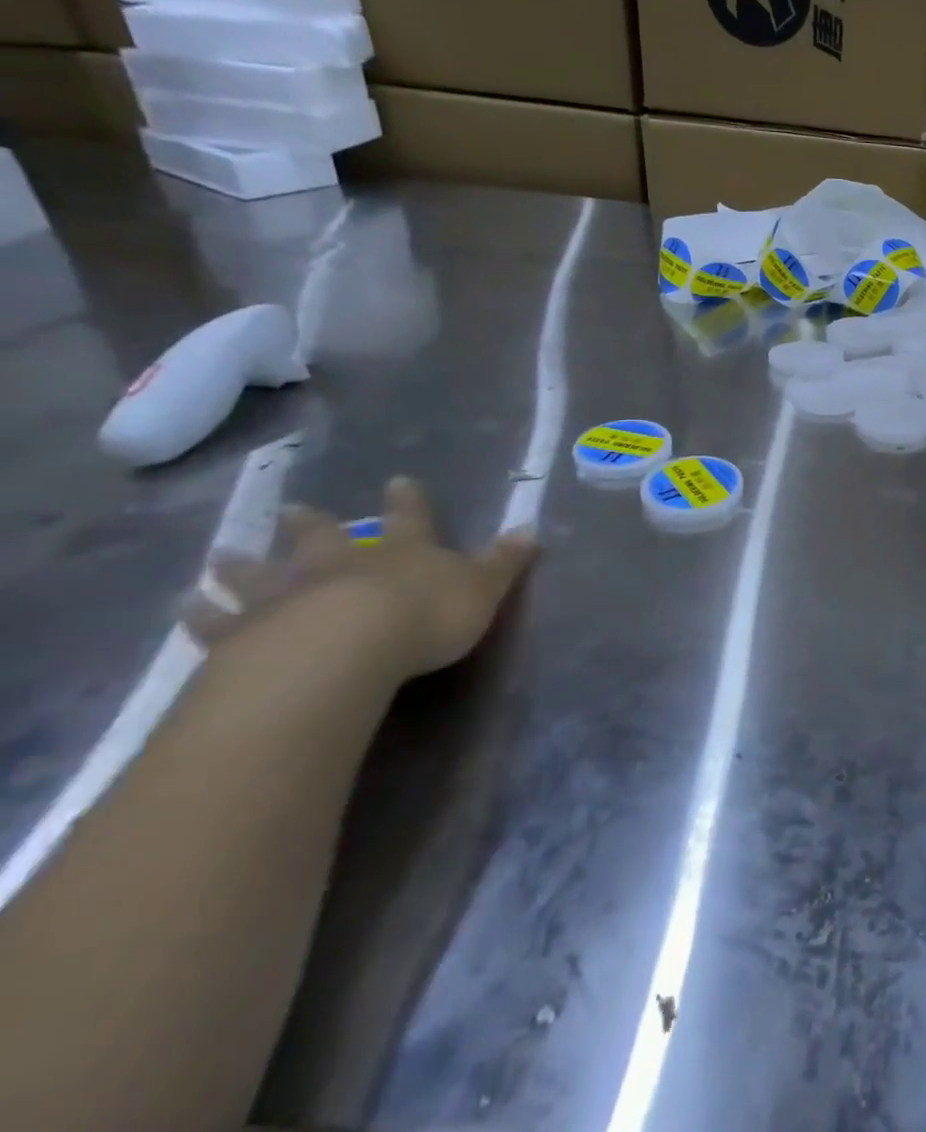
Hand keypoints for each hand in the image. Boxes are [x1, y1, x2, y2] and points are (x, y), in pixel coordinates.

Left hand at [191, 476, 536, 682]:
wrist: (345, 651)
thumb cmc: (425, 616)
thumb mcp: (482, 588)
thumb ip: (504, 562)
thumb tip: (532, 530)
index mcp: (402, 551)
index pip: (410, 518)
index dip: (407, 501)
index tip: (398, 480)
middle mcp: (342, 563)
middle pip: (324, 537)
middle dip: (312, 524)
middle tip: (293, 509)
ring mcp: (290, 595)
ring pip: (262, 574)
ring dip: (245, 565)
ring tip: (222, 557)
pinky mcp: (246, 633)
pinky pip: (218, 622)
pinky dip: (202, 614)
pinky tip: (187, 606)